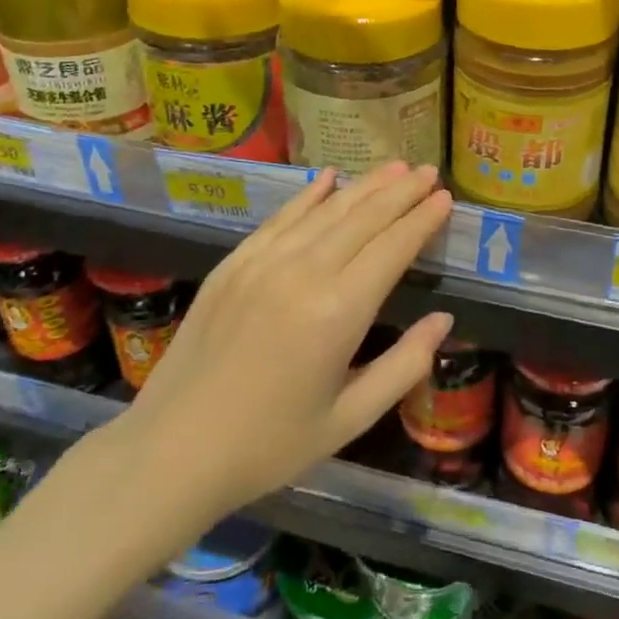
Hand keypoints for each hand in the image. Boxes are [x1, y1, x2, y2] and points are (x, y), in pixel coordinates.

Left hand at [111, 162, 452, 521]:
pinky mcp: (233, 264)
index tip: (446, 198)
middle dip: (401, 192)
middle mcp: (303, 273)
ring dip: (364, 186)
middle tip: (430, 171)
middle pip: (363, 218)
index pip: (393, 248)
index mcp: (339, 313)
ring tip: (395, 167)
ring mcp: (262, 263)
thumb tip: (443, 321)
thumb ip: (404, 366)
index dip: (422, 220)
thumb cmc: (270, 445)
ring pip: (325, 211)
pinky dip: (309, 196)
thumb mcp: (350, 419)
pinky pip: (280, 218)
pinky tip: (329, 178)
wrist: (172, 451)